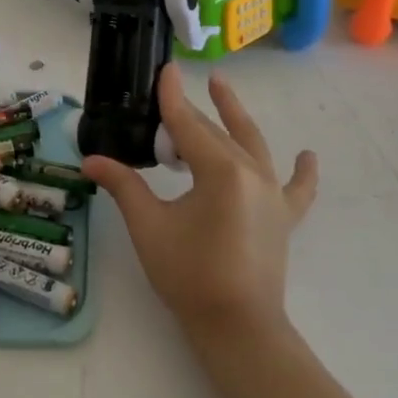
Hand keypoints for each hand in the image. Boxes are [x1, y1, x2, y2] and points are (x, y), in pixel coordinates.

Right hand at [83, 64, 316, 339]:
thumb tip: (90, 161)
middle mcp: (251, 172)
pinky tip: (307, 156)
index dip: (172, 96)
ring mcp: (272, 194)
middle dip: (189, 111)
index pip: (188, 124)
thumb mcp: (149, 226)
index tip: (165, 68)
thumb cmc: (189, 276)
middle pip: (214, 132)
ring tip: (221, 86)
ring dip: (235, 115)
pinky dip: (302, 172)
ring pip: (252, 144)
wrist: (238, 328)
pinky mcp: (283, 217)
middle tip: (168, 92)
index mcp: (220, 170)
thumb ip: (123, 186)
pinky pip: (296, 188)